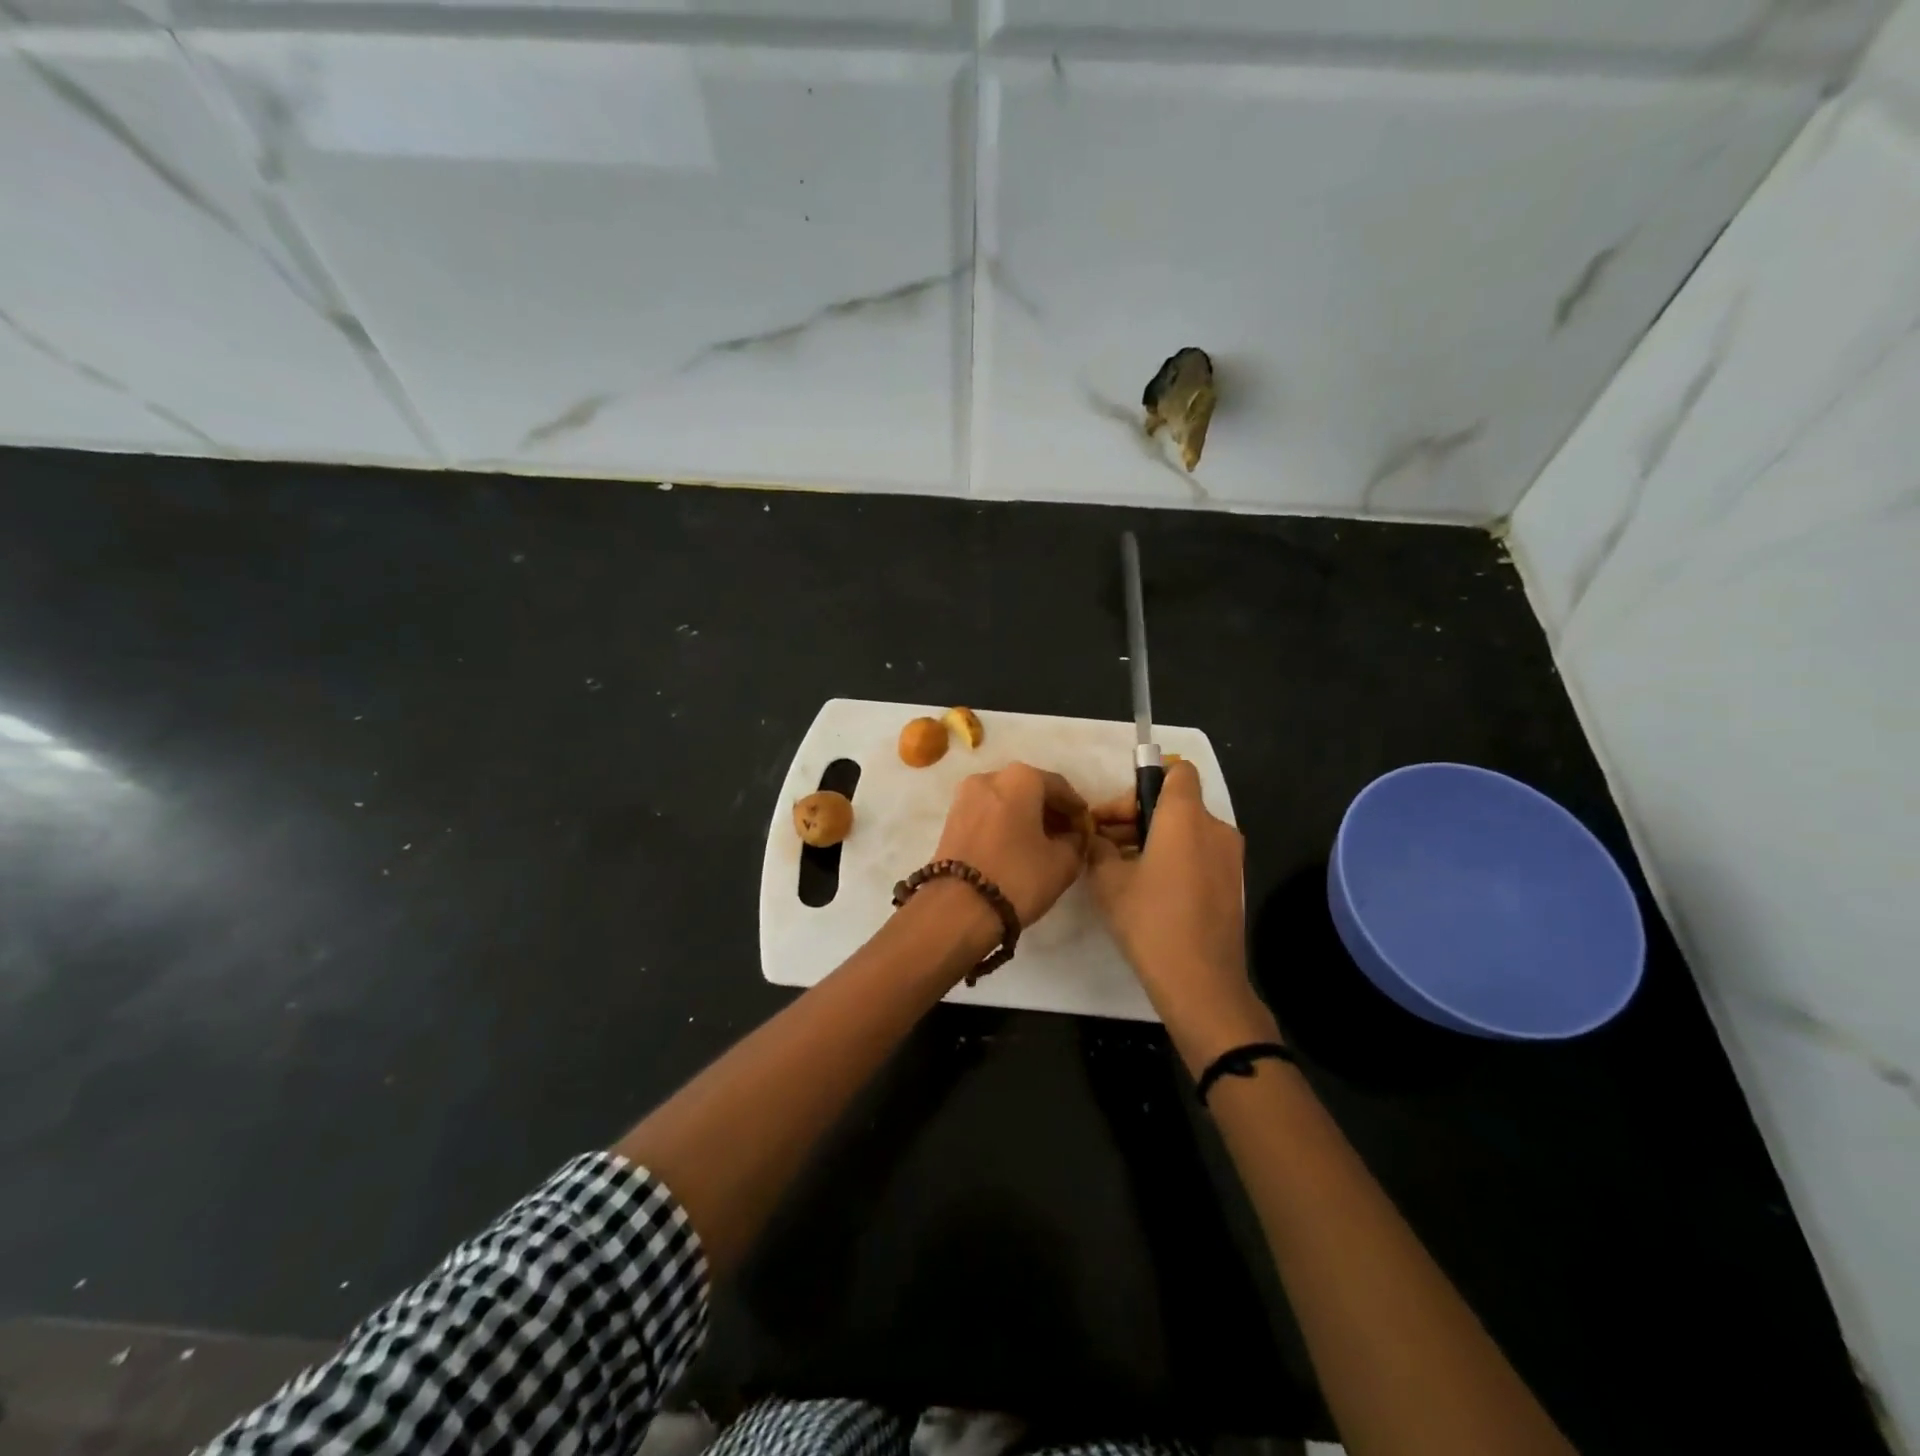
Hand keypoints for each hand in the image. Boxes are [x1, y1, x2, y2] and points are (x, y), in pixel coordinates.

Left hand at [932, 763, 1089, 928]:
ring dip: (1027, 817)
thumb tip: (1072, 836)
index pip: (1060, 787)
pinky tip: (1017, 846)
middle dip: (1050, 811)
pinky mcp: (951, 817)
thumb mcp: (1063, 863)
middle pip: (1030, 789)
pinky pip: (988, 812)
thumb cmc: (1018, 877)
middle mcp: (990, 777)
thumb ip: (1076, 842)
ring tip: (1043, 844)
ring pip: (1007, 800)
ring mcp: (965, 796)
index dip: (1077, 809)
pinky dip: (1005, 823)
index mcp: (1020, 778)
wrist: (957, 908)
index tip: (1086, 830)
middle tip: (1067, 836)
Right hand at [1087, 760, 1276, 1064]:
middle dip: (1137, 815)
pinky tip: (1147, 888)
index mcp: (1185, 817)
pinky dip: (1173, 858)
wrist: (1201, 983)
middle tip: (1104, 842)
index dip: (1145, 779)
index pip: (1176, 770)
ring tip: (1120, 868)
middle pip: (1176, 802)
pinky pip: (1198, 853)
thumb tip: (1098, 836)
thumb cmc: (1151, 921)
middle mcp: (1215, 828)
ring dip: (1153, 838)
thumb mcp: (1108, 880)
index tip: (1118, 811)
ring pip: (1186, 830)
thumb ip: (1099, 845)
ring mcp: (1229, 857)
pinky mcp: (1232, 883)